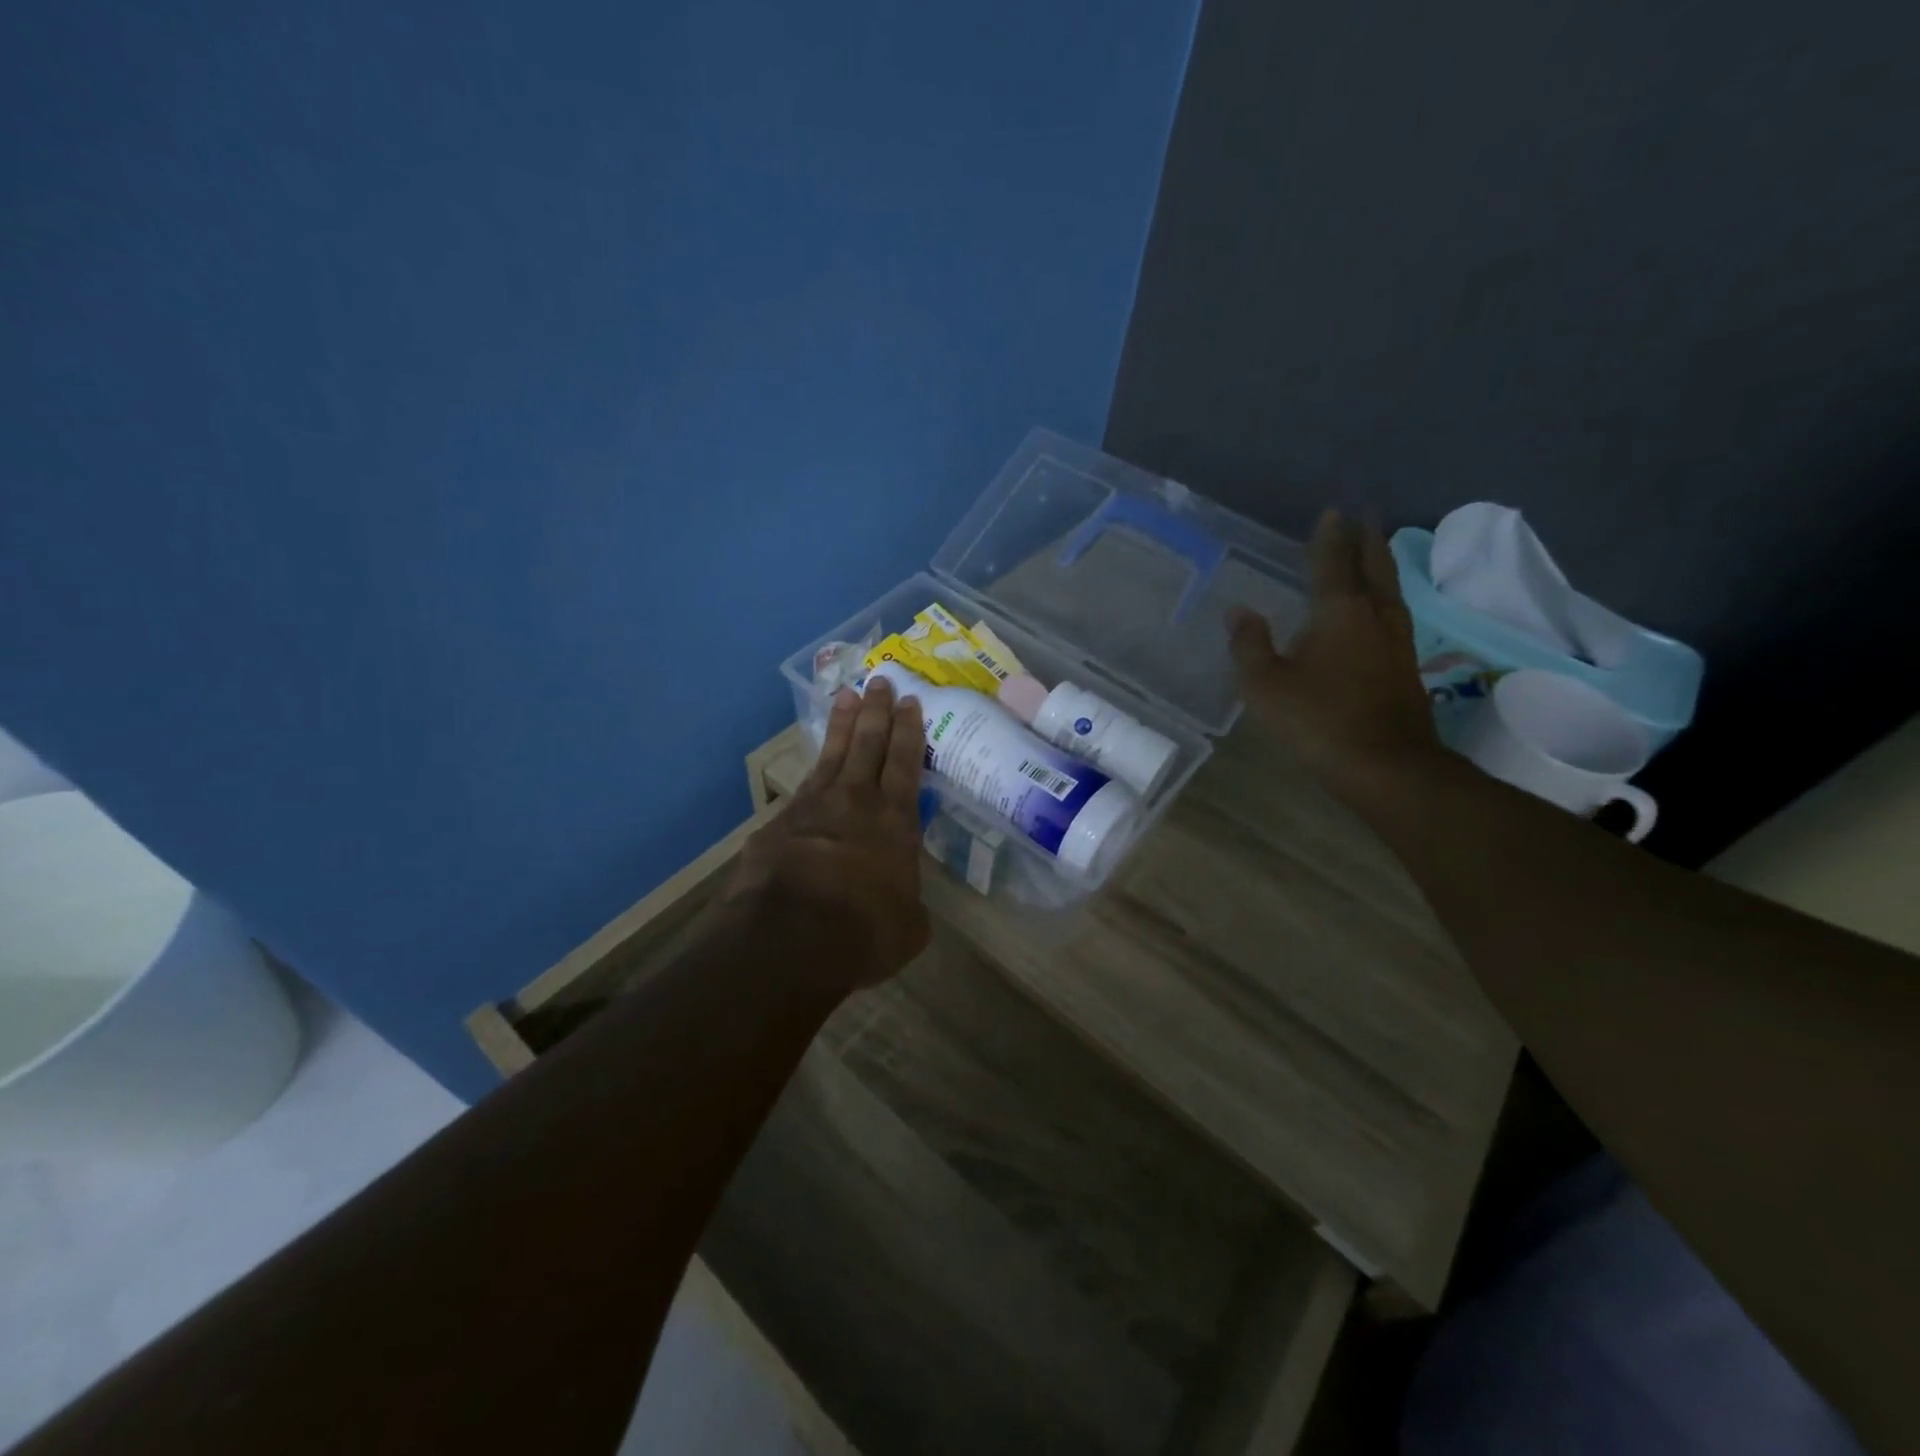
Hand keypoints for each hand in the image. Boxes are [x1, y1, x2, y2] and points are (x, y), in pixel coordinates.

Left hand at [725, 675, 930, 994]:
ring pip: (833, 753)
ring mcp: (813, 806)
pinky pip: (803, 785)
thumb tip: (902, 904)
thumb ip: (908, 905)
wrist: (789, 936)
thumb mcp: (908, 927)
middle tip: (880, 680)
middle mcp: (856, 801)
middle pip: (869, 743)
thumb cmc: (863, 932)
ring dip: (842, 723)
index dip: (909, 730)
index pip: (906, 763)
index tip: (909, 700)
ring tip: (846, 694)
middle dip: (877, 710)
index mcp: (895, 821)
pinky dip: (813, 768)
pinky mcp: (780, 821)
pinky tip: (814, 763)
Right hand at [1228, 509, 1440, 793]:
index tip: (1333, 511)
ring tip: (1374, 553)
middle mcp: (1375, 616)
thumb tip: (1239, 611)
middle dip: (1367, 540)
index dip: (1330, 537)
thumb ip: (1250, 645)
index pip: (1334, 562)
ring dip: (1381, 566)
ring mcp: (1397, 641)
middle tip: (1365, 517)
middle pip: (1375, 567)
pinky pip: (1394, 614)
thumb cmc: (1318, 720)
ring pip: (1390, 590)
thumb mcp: (1265, 685)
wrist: (1386, 765)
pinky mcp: (1407, 666)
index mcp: (1339, 612)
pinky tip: (1379, 610)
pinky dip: (1384, 597)